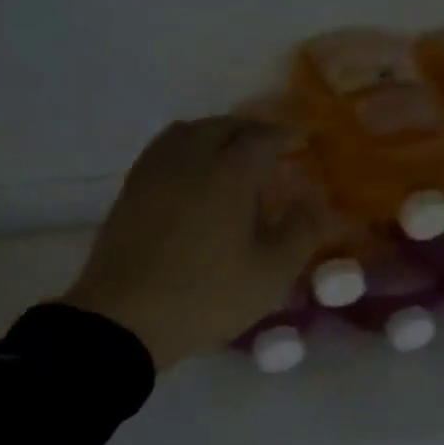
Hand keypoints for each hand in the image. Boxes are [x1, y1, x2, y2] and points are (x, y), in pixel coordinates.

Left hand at [63, 117, 328, 369]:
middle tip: (271, 147)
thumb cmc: (206, 295)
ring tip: (231, 154)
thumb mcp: (270, 272)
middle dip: (252, 130)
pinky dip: (187, 147)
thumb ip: (302, 231)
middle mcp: (190, 158)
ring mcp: (155, 170)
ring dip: (216, 133)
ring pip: (190, 131)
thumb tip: (319, 204)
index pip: (263, 136)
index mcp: (228, 171)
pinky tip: (192, 173)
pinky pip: (164, 148)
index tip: (302, 138)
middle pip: (224, 126)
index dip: (286, 134)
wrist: (124, 319)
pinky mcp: (131, 188)